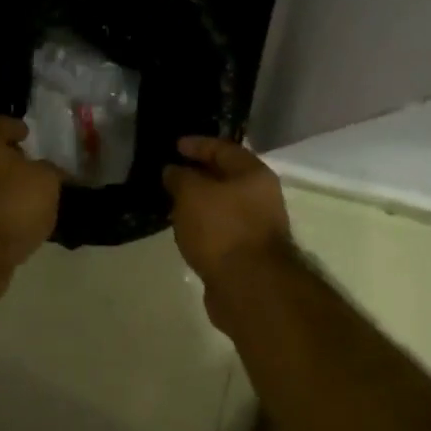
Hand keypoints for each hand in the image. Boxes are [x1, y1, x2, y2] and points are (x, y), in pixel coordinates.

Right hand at [162, 136, 291, 286]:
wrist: (248, 286)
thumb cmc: (221, 229)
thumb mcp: (192, 194)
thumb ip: (180, 177)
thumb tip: (172, 170)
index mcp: (254, 174)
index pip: (223, 148)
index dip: (197, 144)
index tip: (174, 146)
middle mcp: (261, 197)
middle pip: (226, 177)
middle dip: (198, 174)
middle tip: (170, 173)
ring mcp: (255, 227)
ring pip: (222, 205)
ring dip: (200, 202)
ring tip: (172, 201)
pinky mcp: (246, 253)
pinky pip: (220, 229)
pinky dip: (203, 226)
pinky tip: (185, 229)